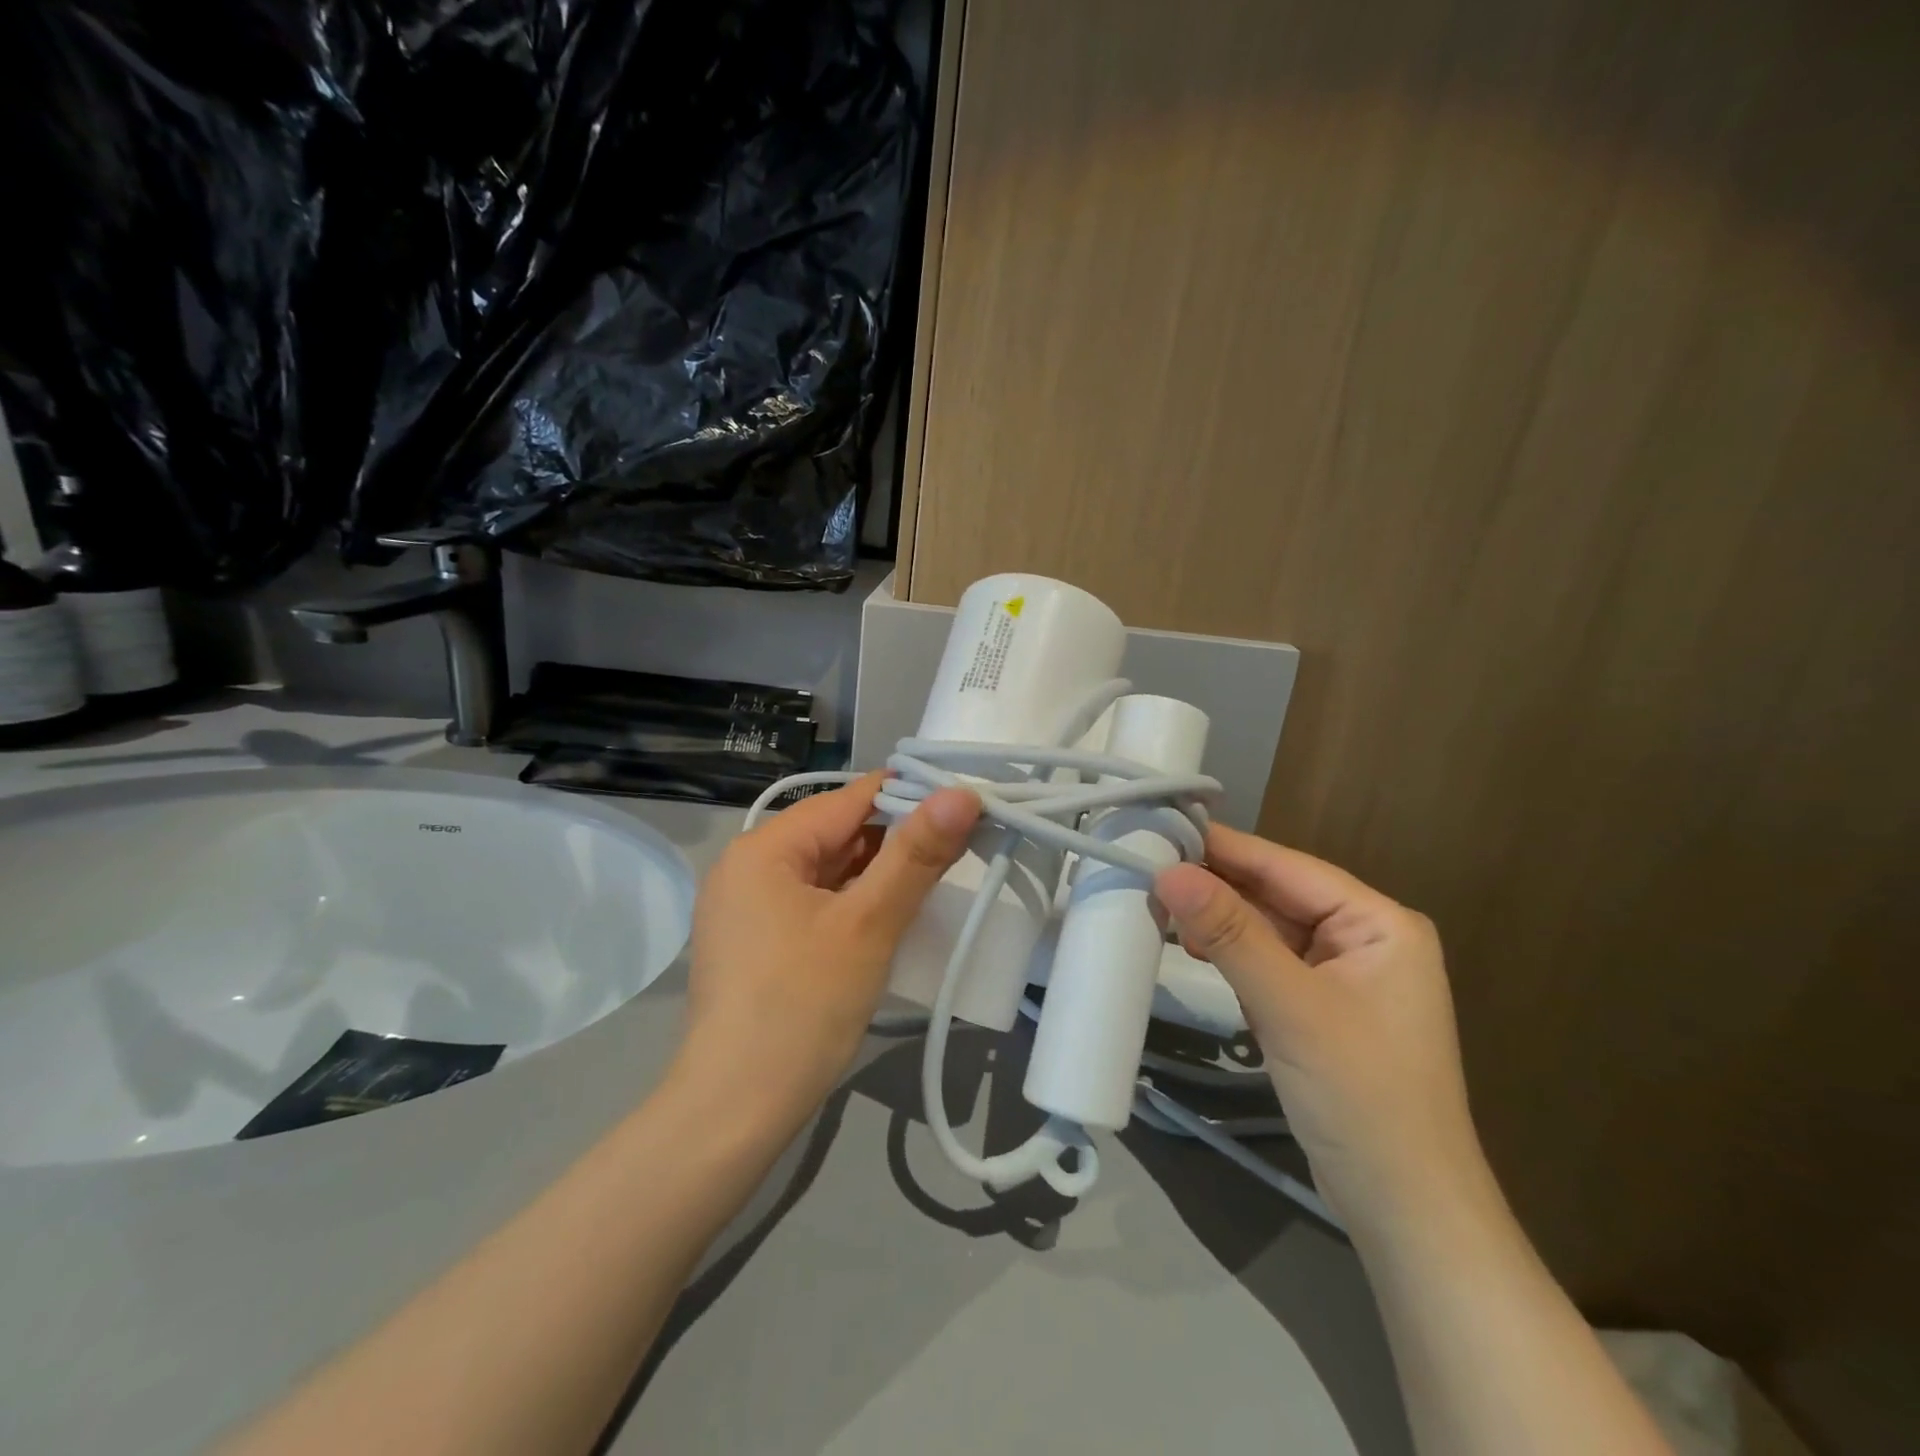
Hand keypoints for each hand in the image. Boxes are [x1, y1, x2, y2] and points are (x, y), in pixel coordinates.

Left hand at [682, 773, 979, 1124]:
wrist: (735, 1112)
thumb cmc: (802, 1008)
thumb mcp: (868, 925)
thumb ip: (916, 855)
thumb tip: (962, 793)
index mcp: (764, 848)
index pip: (849, 800)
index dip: (909, 796)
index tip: (965, 804)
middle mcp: (747, 865)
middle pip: (837, 834)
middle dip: (896, 841)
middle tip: (959, 849)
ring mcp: (747, 906)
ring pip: (828, 871)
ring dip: (878, 875)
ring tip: (934, 881)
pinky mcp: (756, 940)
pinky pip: (814, 902)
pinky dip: (853, 904)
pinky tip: (890, 917)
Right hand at [1154, 826, 1485, 1236]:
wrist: (1405, 1211)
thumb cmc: (1361, 1097)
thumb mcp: (1290, 1008)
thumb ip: (1230, 935)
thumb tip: (1167, 872)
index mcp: (1379, 923)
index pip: (1288, 867)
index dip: (1224, 847)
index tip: (1162, 826)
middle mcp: (1364, 938)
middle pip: (1276, 895)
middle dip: (1216, 885)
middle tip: (1147, 866)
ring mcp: (1342, 975)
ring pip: (1267, 928)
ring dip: (1218, 919)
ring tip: (1159, 904)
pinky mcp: (1319, 1008)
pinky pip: (1267, 962)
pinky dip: (1230, 953)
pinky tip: (1192, 945)